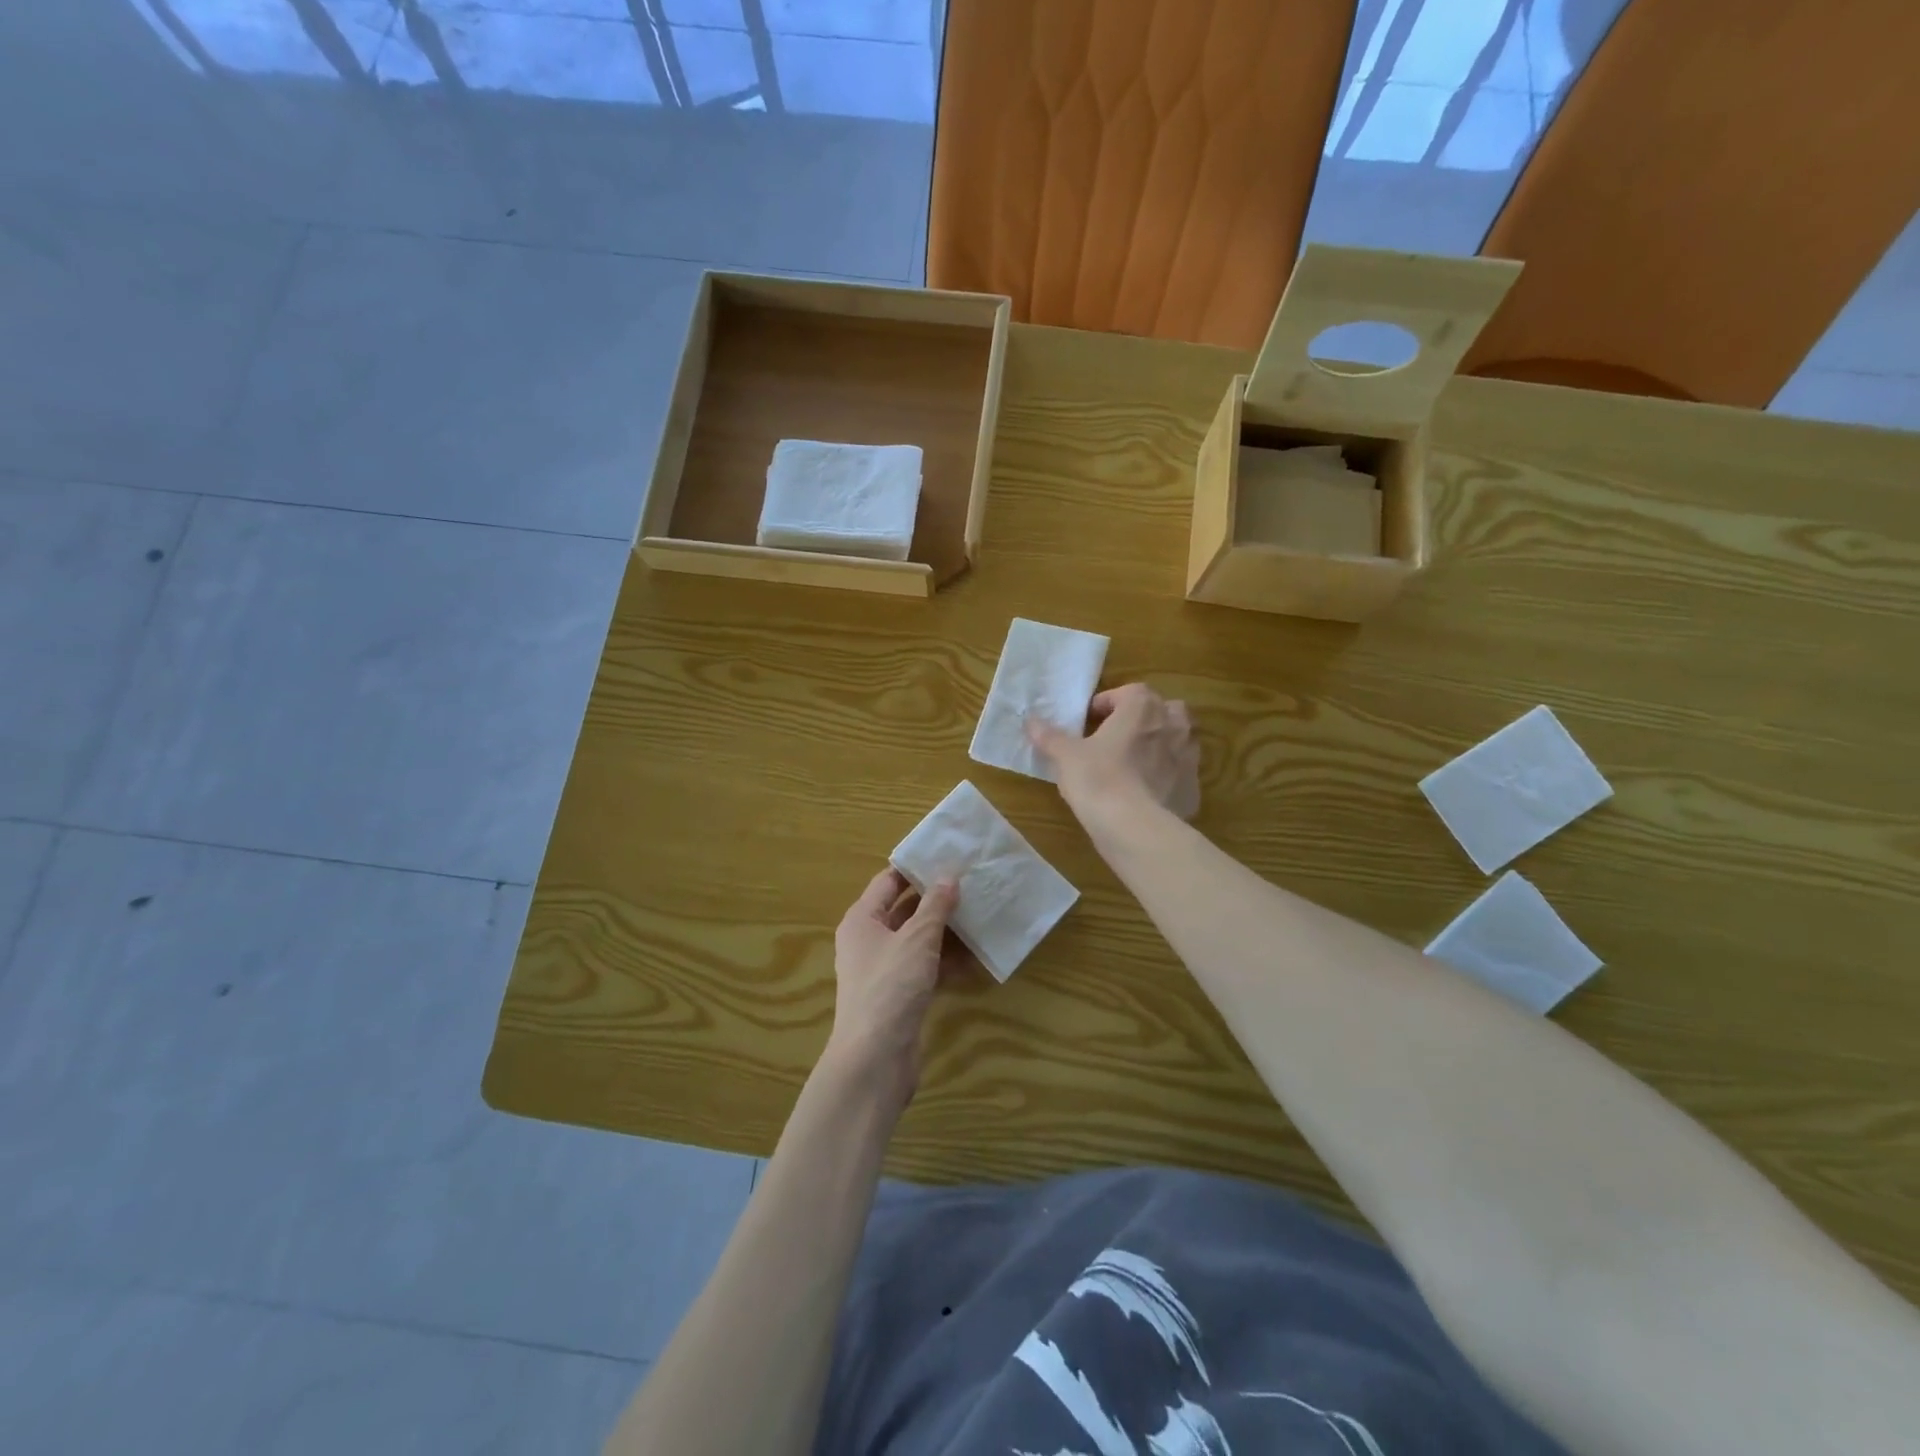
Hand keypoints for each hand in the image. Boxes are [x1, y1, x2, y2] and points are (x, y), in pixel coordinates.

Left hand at [825, 868, 962, 1109]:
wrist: (875, 1059)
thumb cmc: (890, 987)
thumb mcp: (917, 939)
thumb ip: (935, 906)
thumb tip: (948, 876)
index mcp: (862, 920)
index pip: (888, 882)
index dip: (915, 869)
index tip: (947, 856)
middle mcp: (869, 941)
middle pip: (905, 911)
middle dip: (936, 900)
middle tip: (971, 884)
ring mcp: (884, 970)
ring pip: (918, 941)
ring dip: (946, 932)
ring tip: (980, 915)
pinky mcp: (900, 996)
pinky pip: (925, 968)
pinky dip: (946, 962)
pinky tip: (976, 957)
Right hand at [1026, 682, 1200, 821]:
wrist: (1135, 828)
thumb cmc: (1098, 779)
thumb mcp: (1066, 756)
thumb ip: (1049, 736)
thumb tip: (1030, 721)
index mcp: (1143, 707)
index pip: (1129, 692)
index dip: (1108, 703)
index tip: (1090, 720)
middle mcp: (1172, 725)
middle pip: (1163, 710)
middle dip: (1143, 718)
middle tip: (1117, 737)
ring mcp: (1188, 757)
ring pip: (1178, 740)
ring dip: (1160, 744)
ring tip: (1134, 763)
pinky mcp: (1194, 788)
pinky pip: (1180, 774)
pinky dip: (1168, 777)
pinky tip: (1147, 794)